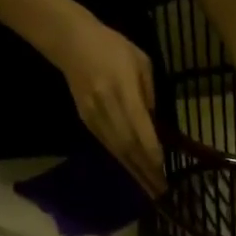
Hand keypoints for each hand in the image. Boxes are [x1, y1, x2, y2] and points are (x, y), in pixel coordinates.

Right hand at [50, 12, 165, 195]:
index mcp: (121, 89)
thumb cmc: (113, 48)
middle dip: (145, 171)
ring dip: (135, 173)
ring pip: (118, 151)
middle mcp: (107, 107)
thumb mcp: (142, 64)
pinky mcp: (87, 122)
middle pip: (128, 146)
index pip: (138, 128)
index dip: (151, 151)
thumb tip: (155, 126)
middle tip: (161, 192)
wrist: (72, 43)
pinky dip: (124, 162)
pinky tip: (135, 173)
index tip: (162, 168)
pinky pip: (109, 147)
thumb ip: (150, 96)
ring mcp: (94, 117)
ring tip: (151, 190)